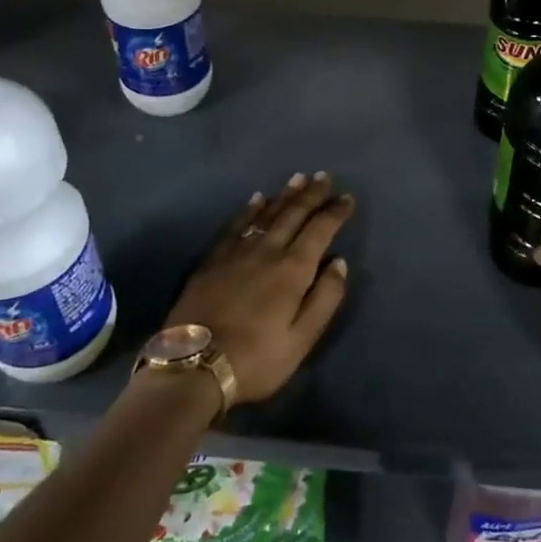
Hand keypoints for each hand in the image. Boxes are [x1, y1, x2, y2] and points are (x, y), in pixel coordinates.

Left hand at [162, 171, 355, 404]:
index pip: (320, 230)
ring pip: (266, 214)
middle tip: (323, 176)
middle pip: (293, 214)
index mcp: (293, 270)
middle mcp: (267, 251)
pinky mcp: (212, 260)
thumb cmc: (256, 358)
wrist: (193, 366)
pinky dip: (249, 209)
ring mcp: (237, 252)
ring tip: (298, 178)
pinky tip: (256, 199)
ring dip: (284, 195)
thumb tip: (339, 262)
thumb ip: (325, 298)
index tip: (347, 198)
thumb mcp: (302, 339)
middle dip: (311, 194)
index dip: (335, 212)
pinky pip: (235, 224)